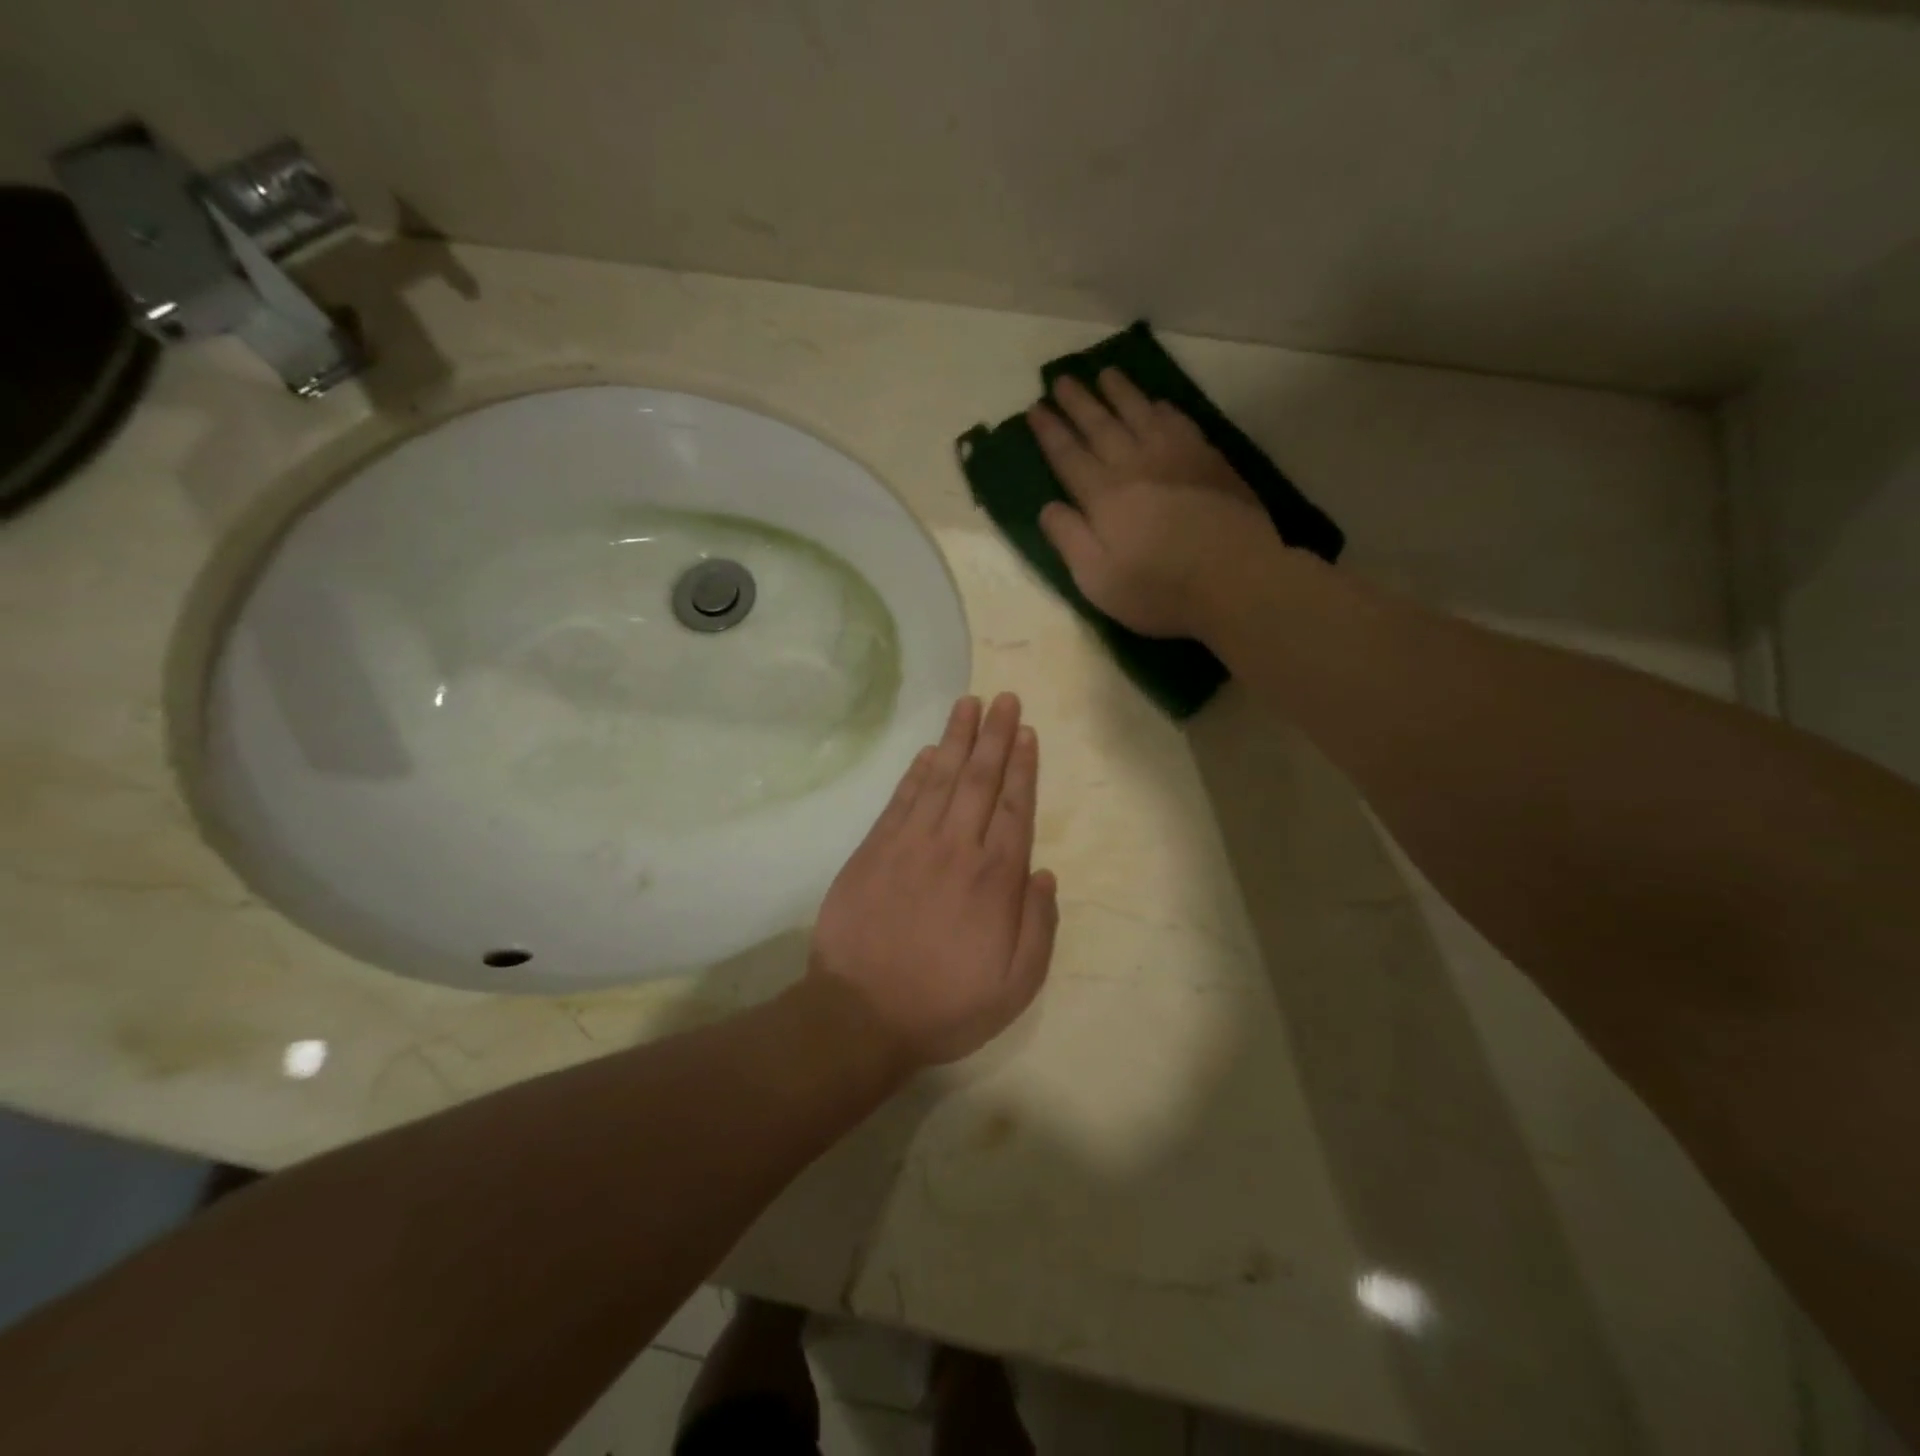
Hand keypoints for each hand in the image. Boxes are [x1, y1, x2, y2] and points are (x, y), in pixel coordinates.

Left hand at [808, 693, 1058, 1068]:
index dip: (1022, 766)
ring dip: (957, 738)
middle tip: (1005, 697)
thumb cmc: (946, 1004)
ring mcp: (910, 844)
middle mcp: (956, 848)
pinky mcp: (874, 849)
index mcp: (994, 878)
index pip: (1013, 807)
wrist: (861, 1015)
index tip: (1026, 732)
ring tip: (969, 704)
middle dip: (994, 735)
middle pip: (979, 779)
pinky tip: (928, 750)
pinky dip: (916, 771)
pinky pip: (901, 799)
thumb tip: (1044, 873)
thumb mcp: (1015, 985)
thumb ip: (1038, 926)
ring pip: (940, 778)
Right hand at [1030, 370, 1271, 638]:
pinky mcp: (1209, 462)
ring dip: (1120, 393)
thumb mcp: (1098, 579)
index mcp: (1104, 497)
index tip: (1035, 408)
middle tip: (1062, 379)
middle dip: (1078, 402)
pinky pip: (1179, 423)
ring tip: (1105, 373)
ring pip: (1141, 414)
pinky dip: (1163, 409)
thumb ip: (1070, 540)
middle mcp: (1135, 466)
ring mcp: (1176, 458)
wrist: (1236, 580)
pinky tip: (1158, 403)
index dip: (1051, 432)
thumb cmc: (1159, 589)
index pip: (1068, 456)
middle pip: (1101, 426)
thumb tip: (1048, 507)